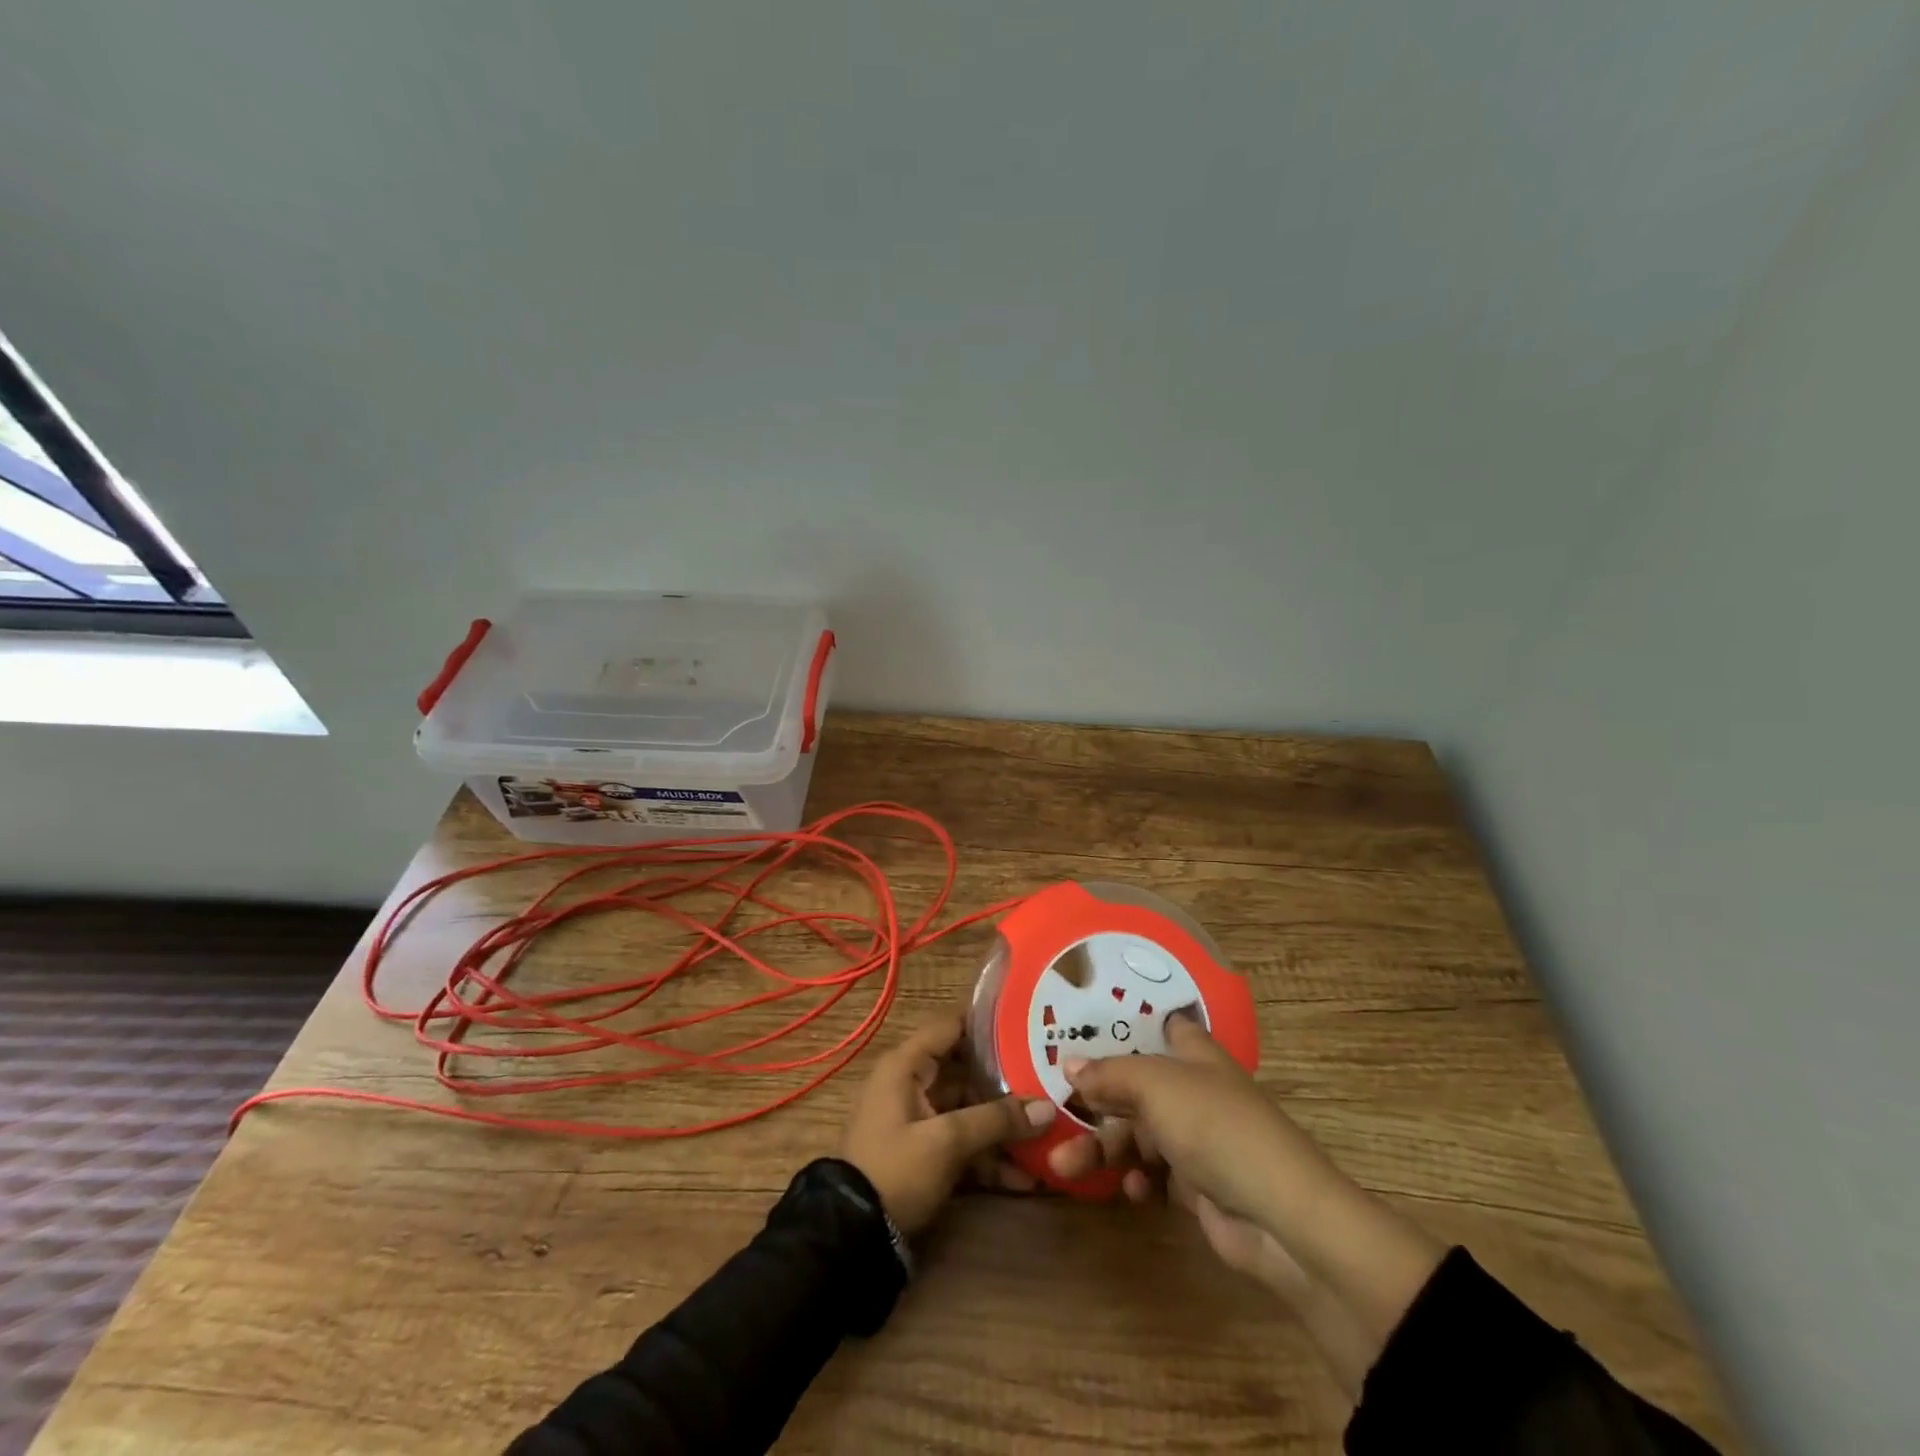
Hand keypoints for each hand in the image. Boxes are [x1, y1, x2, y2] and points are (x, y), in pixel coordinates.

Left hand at [840, 1012, 1056, 1234]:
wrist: (852, 1236)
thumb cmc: (895, 1169)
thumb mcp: (946, 1141)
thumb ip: (996, 1120)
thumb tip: (1048, 1107)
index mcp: (907, 1065)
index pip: (951, 1025)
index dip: (988, 1022)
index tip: (1029, 1024)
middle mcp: (913, 1084)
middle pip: (967, 1070)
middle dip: (1008, 1081)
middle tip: (1050, 1081)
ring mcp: (920, 1120)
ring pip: (969, 1110)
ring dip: (1004, 1126)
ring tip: (1049, 1135)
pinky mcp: (926, 1153)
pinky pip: (963, 1143)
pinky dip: (989, 1157)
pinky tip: (1027, 1178)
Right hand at [1048, 1012, 1304, 1228]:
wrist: (1279, 1216)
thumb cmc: (1215, 1126)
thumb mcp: (1155, 1086)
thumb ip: (1109, 1073)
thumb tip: (1068, 1064)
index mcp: (1193, 1053)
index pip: (1160, 1025)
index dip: (1126, 1022)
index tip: (1083, 1024)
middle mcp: (1193, 1089)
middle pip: (1133, 1086)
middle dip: (1094, 1100)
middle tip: (1054, 1112)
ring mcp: (1196, 1138)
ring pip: (1136, 1134)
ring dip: (1102, 1149)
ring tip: (1063, 1167)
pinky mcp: (1197, 1185)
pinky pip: (1153, 1174)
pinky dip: (1137, 1180)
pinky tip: (1131, 1191)